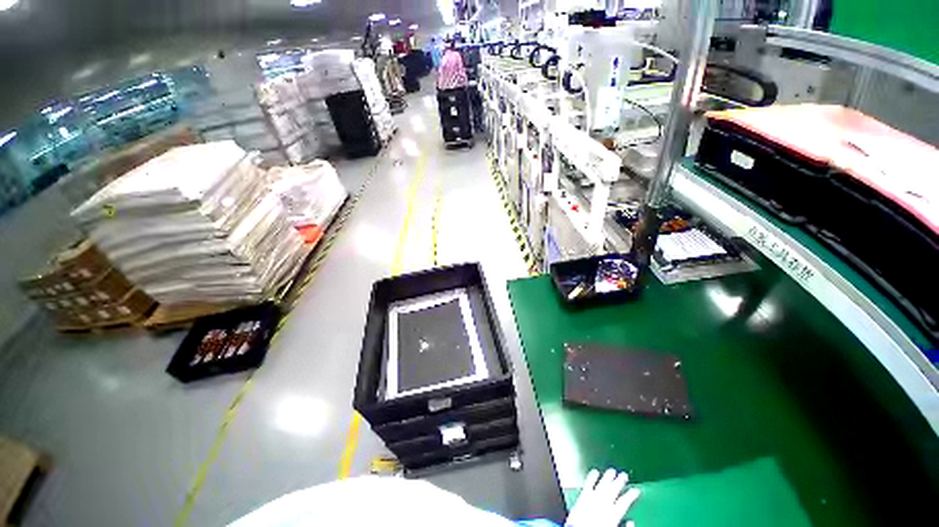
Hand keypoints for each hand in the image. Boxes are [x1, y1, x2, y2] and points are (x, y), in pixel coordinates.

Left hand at [565, 469, 640, 526]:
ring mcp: (593, 498)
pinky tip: (595, 471)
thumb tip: (631, 522)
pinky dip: (592, 476)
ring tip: (612, 471)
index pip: (624, 502)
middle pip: (613, 490)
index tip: (636, 490)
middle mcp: (604, 504)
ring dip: (607, 477)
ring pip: (602, 484)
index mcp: (613, 515)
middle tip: (624, 474)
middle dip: (619, 482)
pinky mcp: (582, 496)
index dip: (631, 495)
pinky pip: (588, 483)